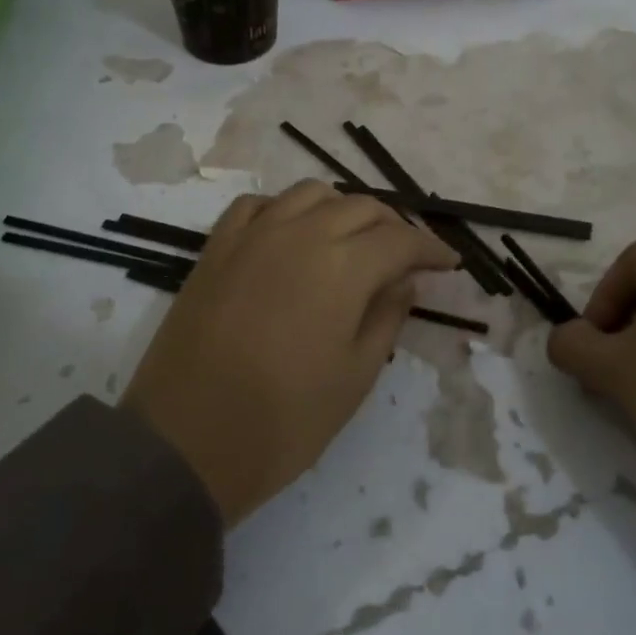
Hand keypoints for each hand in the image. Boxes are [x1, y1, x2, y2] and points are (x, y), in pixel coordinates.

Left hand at [123, 181, 459, 525]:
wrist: (186, 441)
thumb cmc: (284, 420)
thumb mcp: (355, 375)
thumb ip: (387, 316)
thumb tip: (404, 279)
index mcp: (342, 265)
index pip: (400, 240)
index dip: (431, 249)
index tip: (449, 263)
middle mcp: (299, 233)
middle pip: (360, 206)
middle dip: (392, 227)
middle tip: (406, 258)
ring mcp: (252, 235)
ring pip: (310, 194)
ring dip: (342, 209)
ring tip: (352, 241)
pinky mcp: (215, 247)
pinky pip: (257, 205)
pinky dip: (285, 210)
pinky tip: (291, 234)